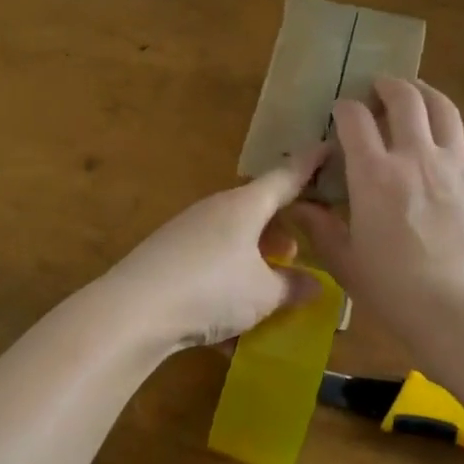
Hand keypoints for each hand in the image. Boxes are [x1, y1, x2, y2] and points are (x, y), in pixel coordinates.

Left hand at [103, 145, 330, 350]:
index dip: (310, 164)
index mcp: (245, 205)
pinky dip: (228, 278)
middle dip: (281, 227)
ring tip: (269, 283)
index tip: (329, 147)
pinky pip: (210, 259)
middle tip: (300, 249)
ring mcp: (188, 230)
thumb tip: (316, 284)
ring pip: (233, 235)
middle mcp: (216, 209)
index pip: (286, 177)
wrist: (133, 310)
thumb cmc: (212, 290)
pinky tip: (230, 316)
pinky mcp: (168, 254)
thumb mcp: (262, 294)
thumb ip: (292, 287)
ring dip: (254, 254)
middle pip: (257, 208)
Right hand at [291, 78, 463, 339]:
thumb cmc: (394, 289)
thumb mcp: (345, 260)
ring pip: (444, 108)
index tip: (342, 112)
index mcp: (374, 175)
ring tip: (418, 98)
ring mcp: (458, 165)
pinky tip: (455, 139)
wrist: (460, 311)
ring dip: (427, 96)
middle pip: (405, 98)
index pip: (355, 119)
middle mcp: (416, 157)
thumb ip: (320, 226)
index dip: (345, 108)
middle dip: (388, 86)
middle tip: (381, 90)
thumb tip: (298, 205)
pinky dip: (462, 130)